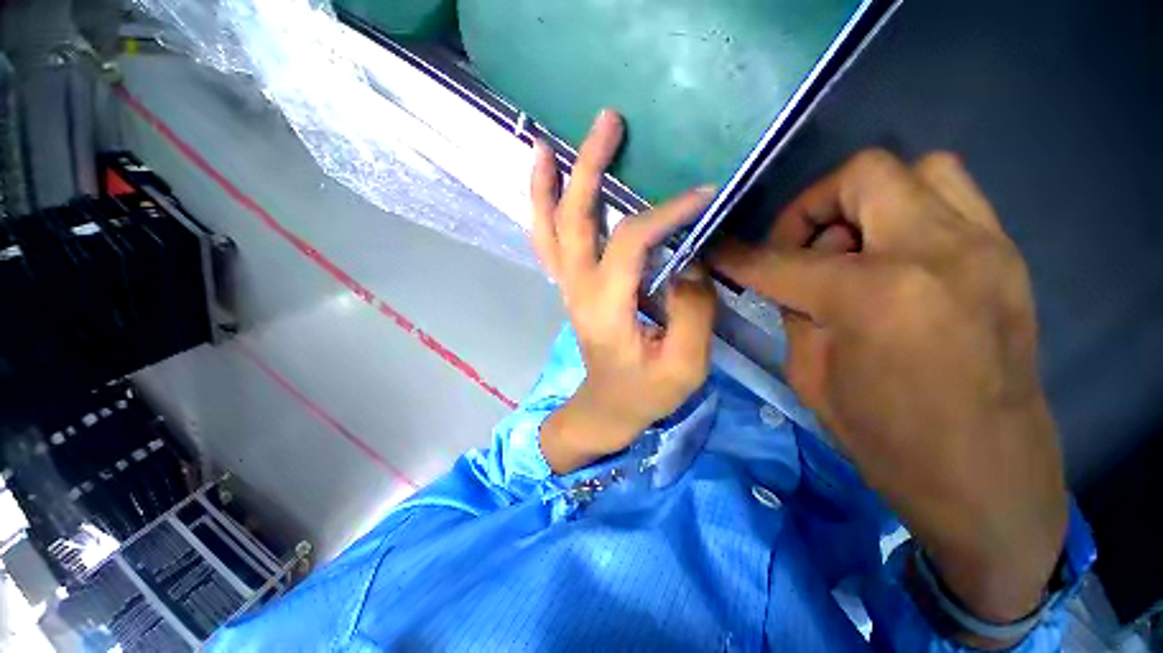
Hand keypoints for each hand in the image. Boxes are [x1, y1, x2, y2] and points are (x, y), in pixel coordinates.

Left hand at [531, 110, 716, 474]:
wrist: (607, 408)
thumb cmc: (645, 394)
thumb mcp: (685, 365)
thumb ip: (693, 311)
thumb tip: (688, 263)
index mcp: (607, 309)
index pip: (631, 242)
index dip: (666, 213)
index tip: (701, 195)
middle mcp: (579, 290)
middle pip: (573, 220)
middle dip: (586, 168)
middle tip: (605, 122)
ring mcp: (568, 288)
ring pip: (547, 231)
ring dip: (547, 186)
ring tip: (547, 146)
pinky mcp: (570, 289)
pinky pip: (549, 244)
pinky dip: (544, 212)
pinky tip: (548, 188)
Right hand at [713, 150, 1067, 634]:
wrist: (994, 482)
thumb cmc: (890, 441)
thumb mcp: (814, 377)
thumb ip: (790, 312)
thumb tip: (765, 279)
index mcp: (872, 296)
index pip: (774, 255)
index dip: (735, 250)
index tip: (710, 248)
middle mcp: (930, 253)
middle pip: (859, 176)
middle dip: (810, 205)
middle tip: (793, 245)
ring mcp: (980, 247)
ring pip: (915, 169)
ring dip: (862, 202)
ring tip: (842, 247)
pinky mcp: (1001, 256)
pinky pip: (945, 196)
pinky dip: (904, 213)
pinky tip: (886, 258)